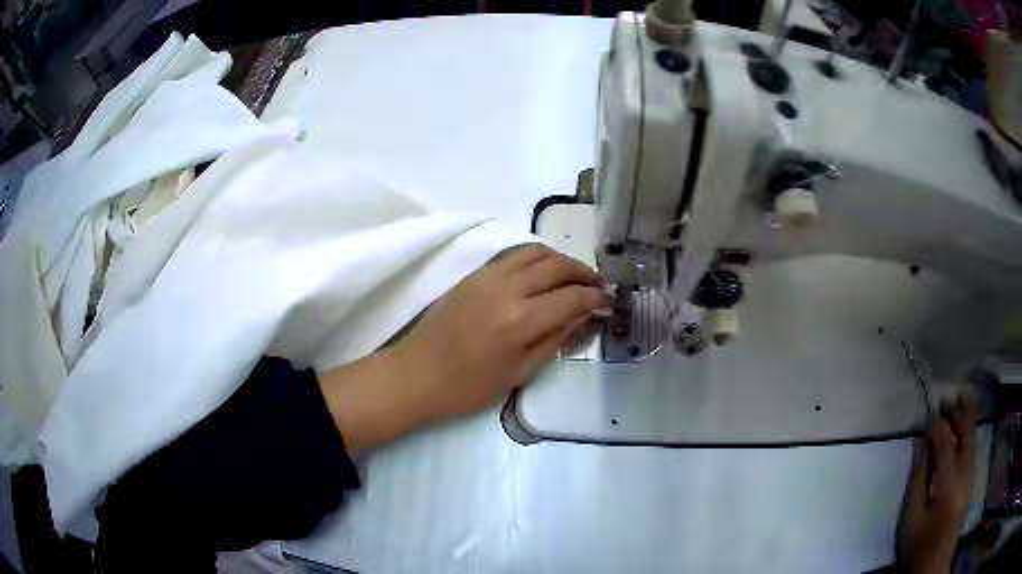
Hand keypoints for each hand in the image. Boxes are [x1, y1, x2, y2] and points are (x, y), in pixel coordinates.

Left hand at [319, 245, 609, 451]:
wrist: (416, 374)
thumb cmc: (468, 386)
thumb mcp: (519, 372)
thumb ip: (555, 339)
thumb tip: (583, 315)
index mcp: (520, 319)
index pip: (572, 297)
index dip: (595, 298)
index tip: (608, 303)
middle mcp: (506, 288)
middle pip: (557, 265)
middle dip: (584, 273)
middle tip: (597, 287)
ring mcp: (487, 275)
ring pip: (535, 251)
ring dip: (561, 260)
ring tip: (572, 278)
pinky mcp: (474, 273)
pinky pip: (513, 255)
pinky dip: (536, 259)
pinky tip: (541, 276)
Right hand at [897, 394, 977, 573]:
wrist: (933, 567)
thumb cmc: (918, 547)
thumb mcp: (911, 519)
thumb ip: (918, 481)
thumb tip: (923, 447)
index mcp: (948, 485)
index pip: (947, 444)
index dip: (939, 426)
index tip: (929, 413)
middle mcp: (964, 476)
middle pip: (967, 436)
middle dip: (960, 413)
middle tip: (950, 397)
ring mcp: (969, 479)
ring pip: (973, 441)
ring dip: (967, 419)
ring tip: (962, 400)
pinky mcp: (970, 485)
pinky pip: (972, 450)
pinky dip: (970, 433)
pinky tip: (966, 429)